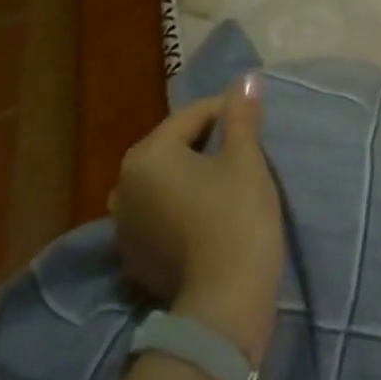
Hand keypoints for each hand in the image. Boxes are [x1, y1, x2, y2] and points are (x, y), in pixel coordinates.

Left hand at [110, 76, 285, 362]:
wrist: (224, 301)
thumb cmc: (236, 216)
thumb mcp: (245, 159)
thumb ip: (241, 116)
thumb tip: (246, 78)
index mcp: (146, 155)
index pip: (192, 116)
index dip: (228, 112)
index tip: (256, 120)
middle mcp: (123, 185)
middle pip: (173, 147)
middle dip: (208, 143)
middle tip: (246, 149)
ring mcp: (124, 226)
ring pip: (166, 182)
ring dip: (193, 175)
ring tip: (229, 181)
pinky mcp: (134, 258)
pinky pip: (161, 214)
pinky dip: (183, 206)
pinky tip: (210, 215)